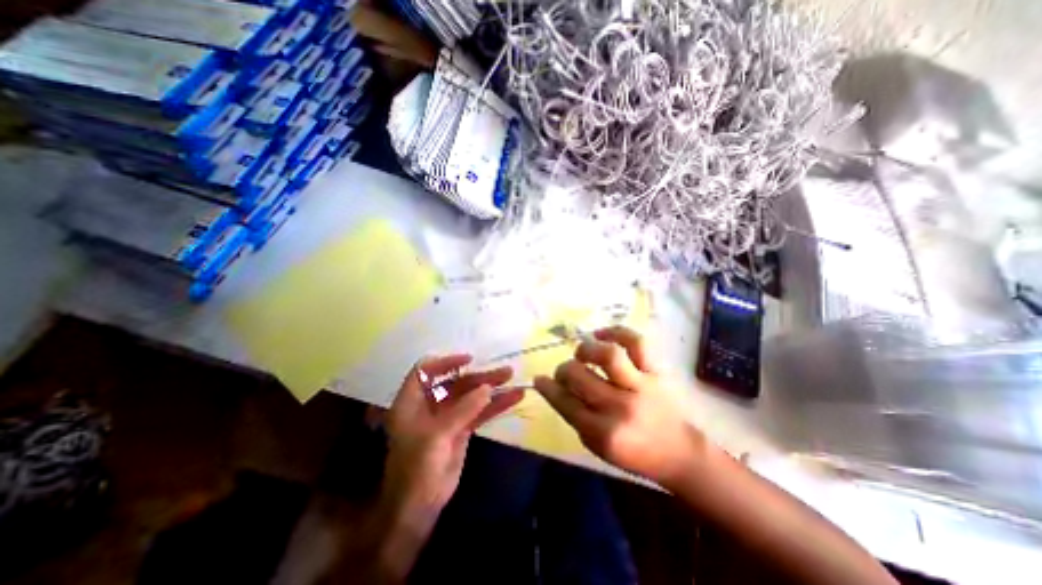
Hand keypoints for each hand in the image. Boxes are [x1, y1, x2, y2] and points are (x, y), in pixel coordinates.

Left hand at [382, 354, 524, 518]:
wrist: (418, 508)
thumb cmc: (416, 469)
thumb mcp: (437, 436)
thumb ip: (463, 410)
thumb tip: (487, 388)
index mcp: (412, 401)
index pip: (426, 370)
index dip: (445, 361)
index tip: (469, 360)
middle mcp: (430, 404)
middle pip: (455, 382)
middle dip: (480, 376)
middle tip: (505, 372)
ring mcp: (447, 416)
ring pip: (471, 396)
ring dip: (492, 388)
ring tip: (513, 379)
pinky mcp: (461, 429)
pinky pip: (479, 412)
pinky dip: (495, 405)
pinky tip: (514, 398)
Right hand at [537, 327, 699, 485]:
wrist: (679, 452)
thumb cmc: (634, 454)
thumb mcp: (598, 446)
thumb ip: (576, 417)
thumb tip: (556, 388)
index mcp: (603, 433)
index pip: (565, 403)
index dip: (547, 388)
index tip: (539, 378)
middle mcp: (620, 407)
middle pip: (579, 376)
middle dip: (563, 370)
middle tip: (565, 371)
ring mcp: (640, 386)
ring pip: (608, 355)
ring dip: (586, 349)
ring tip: (581, 352)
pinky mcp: (655, 372)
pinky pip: (637, 343)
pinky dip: (616, 331)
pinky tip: (602, 334)